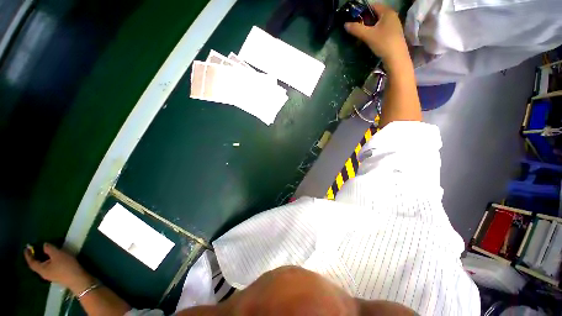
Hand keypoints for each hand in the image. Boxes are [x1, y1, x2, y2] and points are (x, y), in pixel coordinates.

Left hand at [24, 243, 94, 293]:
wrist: (78, 279)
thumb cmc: (66, 266)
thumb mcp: (58, 255)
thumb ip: (49, 249)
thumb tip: (44, 245)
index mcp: (41, 269)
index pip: (32, 262)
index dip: (28, 255)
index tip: (27, 248)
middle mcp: (44, 274)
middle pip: (37, 265)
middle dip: (35, 258)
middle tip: (35, 250)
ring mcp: (51, 276)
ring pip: (44, 267)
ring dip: (43, 260)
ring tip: (45, 253)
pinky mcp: (58, 276)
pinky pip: (50, 268)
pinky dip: (49, 262)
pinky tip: (54, 260)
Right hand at [344, 3, 407, 64]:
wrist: (396, 58)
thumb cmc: (383, 43)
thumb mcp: (368, 35)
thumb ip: (356, 29)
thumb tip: (345, 24)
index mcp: (387, 12)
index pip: (373, 6)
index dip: (362, 10)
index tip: (354, 18)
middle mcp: (392, 16)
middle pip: (376, 14)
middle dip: (365, 20)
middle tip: (356, 27)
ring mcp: (394, 26)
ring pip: (378, 23)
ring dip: (369, 27)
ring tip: (361, 34)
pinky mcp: (393, 35)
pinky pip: (381, 29)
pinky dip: (374, 32)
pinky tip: (369, 39)